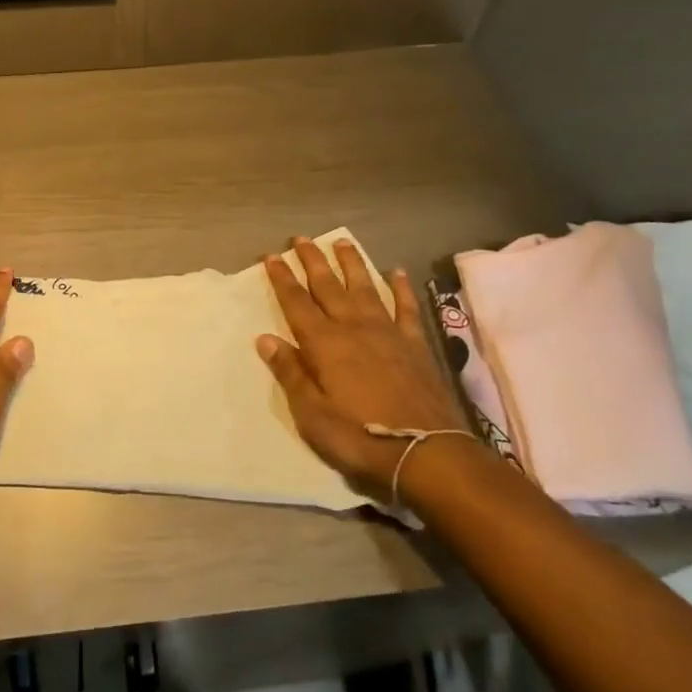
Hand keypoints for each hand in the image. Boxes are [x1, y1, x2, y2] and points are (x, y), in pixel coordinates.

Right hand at [256, 236, 468, 507]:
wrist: (425, 453)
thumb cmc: (359, 437)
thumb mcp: (311, 414)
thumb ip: (290, 373)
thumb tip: (265, 338)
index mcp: (324, 344)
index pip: (296, 302)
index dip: (282, 278)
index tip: (271, 256)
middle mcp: (353, 328)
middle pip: (328, 286)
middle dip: (312, 261)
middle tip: (300, 238)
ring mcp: (387, 333)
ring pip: (365, 287)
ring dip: (351, 263)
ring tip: (342, 241)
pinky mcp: (415, 344)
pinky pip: (406, 307)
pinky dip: (400, 287)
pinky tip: (397, 272)